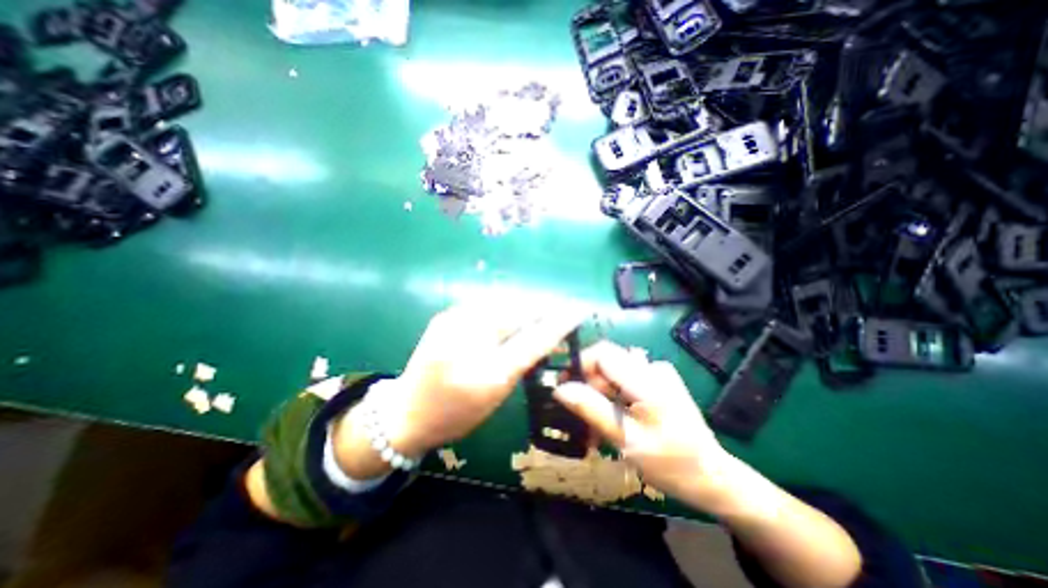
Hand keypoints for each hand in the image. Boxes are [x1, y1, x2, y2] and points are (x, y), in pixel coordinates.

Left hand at [372, 301, 585, 457]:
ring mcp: (452, 324)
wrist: (406, 411)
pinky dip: (503, 303)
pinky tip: (511, 307)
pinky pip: (484, 302)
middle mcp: (469, 343)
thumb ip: (521, 362)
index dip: (558, 323)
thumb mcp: (496, 395)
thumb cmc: (457, 413)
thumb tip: (545, 334)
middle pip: (516, 312)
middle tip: (557, 306)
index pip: (532, 341)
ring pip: (500, 301)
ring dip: (524, 301)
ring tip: (538, 305)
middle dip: (541, 306)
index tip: (577, 310)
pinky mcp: (445, 315)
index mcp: (487, 375)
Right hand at [551, 342, 729, 511]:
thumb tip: (560, 389)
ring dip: (598, 393)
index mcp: (647, 380)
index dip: (579, 364)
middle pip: (607, 361)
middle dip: (587, 384)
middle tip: (577, 413)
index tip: (564, 386)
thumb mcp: (626, 440)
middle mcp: (652, 368)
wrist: (713, 477)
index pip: (602, 353)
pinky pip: (625, 380)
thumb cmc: (671, 463)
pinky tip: (611, 418)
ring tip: (593, 422)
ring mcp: (657, 374)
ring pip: (613, 372)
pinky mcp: (658, 382)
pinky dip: (612, 396)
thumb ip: (592, 409)